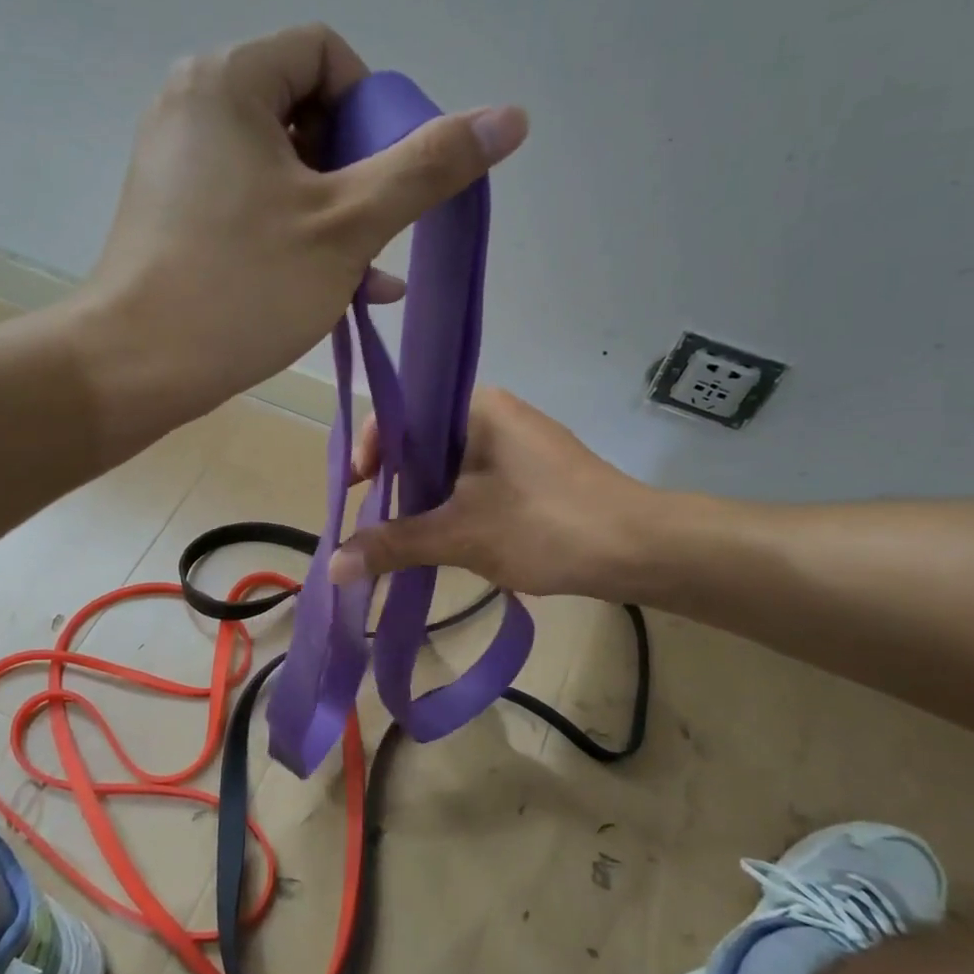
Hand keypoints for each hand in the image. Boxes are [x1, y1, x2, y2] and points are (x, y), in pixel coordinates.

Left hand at [74, 24, 526, 437]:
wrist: (136, 367)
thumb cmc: (243, 287)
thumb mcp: (349, 225)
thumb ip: (429, 167)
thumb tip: (511, 117)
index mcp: (228, 81)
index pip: (326, 54)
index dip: (373, 109)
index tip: (385, 176)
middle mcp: (194, 105)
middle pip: (305, 109)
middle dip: (355, 170)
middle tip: (372, 230)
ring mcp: (178, 162)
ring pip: (282, 165)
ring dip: (335, 213)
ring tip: (368, 270)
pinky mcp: (174, 211)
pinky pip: (251, 201)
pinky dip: (296, 231)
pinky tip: (340, 286)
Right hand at [328, 388, 656, 599]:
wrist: (641, 550)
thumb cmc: (546, 526)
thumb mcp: (460, 536)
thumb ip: (393, 545)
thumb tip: (332, 567)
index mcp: (476, 406)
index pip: (400, 414)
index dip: (369, 452)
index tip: (355, 493)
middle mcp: (495, 413)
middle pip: (422, 441)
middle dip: (394, 484)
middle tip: (374, 524)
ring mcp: (518, 443)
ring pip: (449, 465)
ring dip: (423, 500)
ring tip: (404, 538)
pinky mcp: (534, 473)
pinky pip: (476, 481)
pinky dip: (453, 507)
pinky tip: (446, 540)